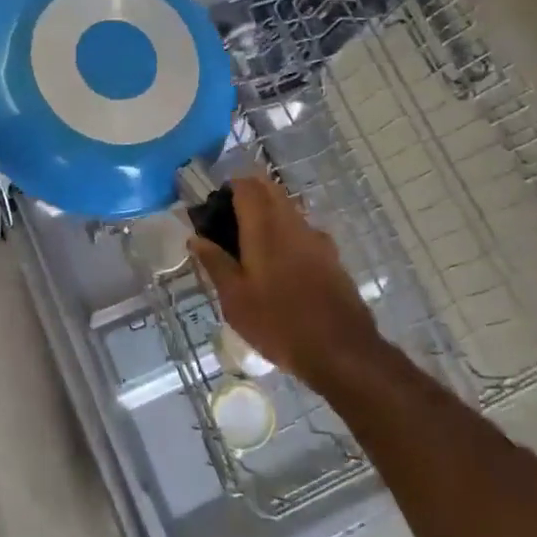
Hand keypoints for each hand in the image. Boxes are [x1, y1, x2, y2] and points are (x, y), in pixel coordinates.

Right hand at [189, 177, 378, 381]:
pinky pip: (302, 231)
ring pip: (288, 209)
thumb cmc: (278, 323)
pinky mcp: (331, 256)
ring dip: (268, 213)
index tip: (214, 207)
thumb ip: (215, 262)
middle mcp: (292, 223)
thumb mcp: (235, 298)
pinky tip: (278, 267)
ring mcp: (317, 238)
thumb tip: (195, 238)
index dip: (228, 188)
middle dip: (249, 195)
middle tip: (229, 223)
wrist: (341, 351)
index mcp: (264, 227)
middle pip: (270, 190)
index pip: (246, 185)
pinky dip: (286, 234)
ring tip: (250, 246)